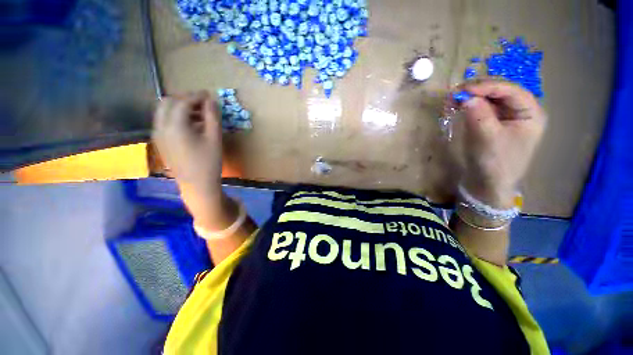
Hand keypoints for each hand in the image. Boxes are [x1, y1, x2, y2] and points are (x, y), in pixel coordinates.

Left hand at [153, 91, 221, 189]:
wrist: (197, 185)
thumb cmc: (209, 162)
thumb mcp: (215, 138)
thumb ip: (213, 117)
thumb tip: (212, 100)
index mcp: (175, 125)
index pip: (183, 102)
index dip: (197, 96)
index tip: (209, 94)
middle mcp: (161, 127)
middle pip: (168, 102)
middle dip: (185, 98)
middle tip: (202, 102)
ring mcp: (158, 135)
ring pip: (164, 111)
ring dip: (180, 106)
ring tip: (199, 113)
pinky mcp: (160, 142)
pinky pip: (164, 121)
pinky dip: (176, 116)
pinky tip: (191, 124)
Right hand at [453, 80, 546, 206]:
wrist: (488, 184)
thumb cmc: (494, 164)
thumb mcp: (487, 139)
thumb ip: (479, 115)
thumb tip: (466, 97)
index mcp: (530, 113)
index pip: (510, 90)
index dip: (487, 86)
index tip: (463, 89)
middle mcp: (521, 111)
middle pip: (500, 92)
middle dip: (478, 90)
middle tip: (455, 93)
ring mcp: (507, 117)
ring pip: (490, 99)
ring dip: (472, 97)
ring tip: (454, 99)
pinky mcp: (494, 123)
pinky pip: (483, 108)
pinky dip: (470, 106)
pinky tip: (459, 106)